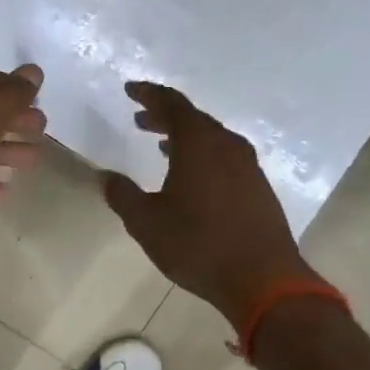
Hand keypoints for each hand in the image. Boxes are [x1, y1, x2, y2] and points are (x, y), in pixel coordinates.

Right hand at [102, 81, 315, 326]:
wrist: (262, 279)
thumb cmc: (198, 245)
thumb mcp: (146, 222)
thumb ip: (122, 195)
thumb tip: (106, 177)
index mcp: (198, 144)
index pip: (172, 104)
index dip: (149, 94)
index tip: (130, 90)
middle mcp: (227, 146)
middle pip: (194, 118)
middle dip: (164, 115)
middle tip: (140, 118)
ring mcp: (248, 166)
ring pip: (211, 138)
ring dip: (184, 136)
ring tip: (160, 144)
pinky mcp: (258, 187)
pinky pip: (224, 156)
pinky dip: (202, 154)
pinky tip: (191, 174)